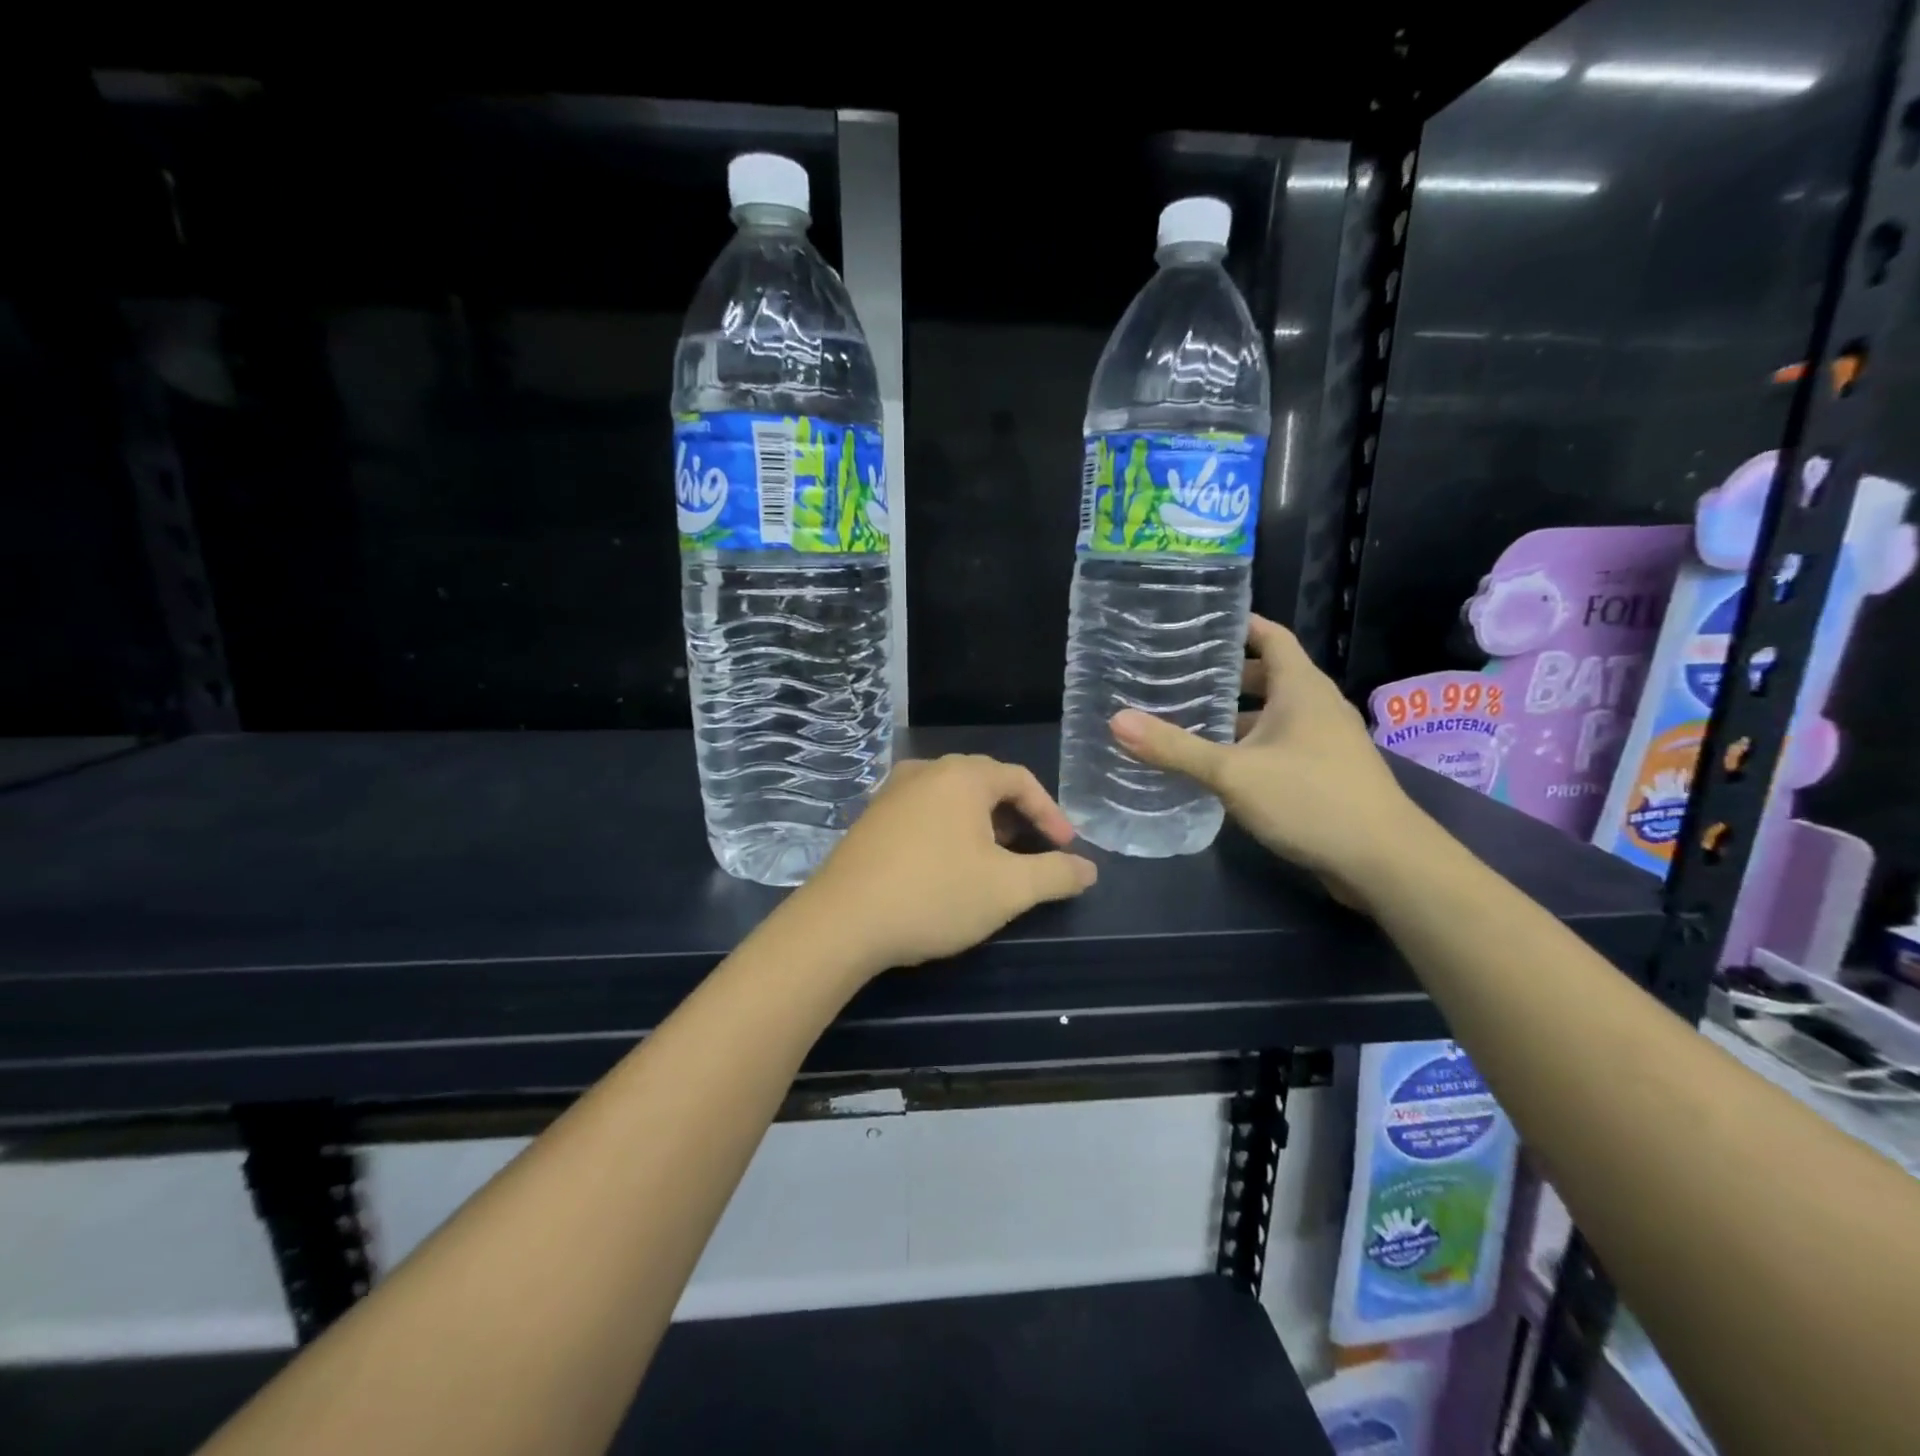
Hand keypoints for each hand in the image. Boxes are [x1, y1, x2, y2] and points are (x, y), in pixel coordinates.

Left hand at [791, 754, 1098, 976]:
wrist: (841, 922)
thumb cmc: (933, 895)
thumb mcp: (1007, 889)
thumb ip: (1055, 874)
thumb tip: (1089, 869)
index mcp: (962, 776)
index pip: (1020, 780)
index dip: (1050, 813)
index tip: (1066, 849)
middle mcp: (925, 772)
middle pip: (985, 784)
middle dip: (1016, 818)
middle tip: (1033, 854)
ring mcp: (891, 793)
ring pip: (952, 799)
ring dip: (982, 826)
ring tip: (994, 862)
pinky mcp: (870, 819)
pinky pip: (924, 813)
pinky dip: (949, 832)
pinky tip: (948, 867)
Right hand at [1110, 615, 1427, 901]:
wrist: (1385, 862)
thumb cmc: (1311, 800)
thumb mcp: (1233, 773)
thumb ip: (1175, 749)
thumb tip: (1116, 721)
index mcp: (1301, 688)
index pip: (1270, 636)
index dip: (1239, 625)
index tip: (1198, 622)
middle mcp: (1316, 706)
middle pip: (1267, 676)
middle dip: (1224, 676)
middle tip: (1176, 677)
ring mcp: (1325, 741)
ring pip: (1272, 715)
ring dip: (1234, 717)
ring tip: (1186, 721)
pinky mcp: (1325, 773)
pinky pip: (1279, 746)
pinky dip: (1249, 747)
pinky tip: (1218, 767)